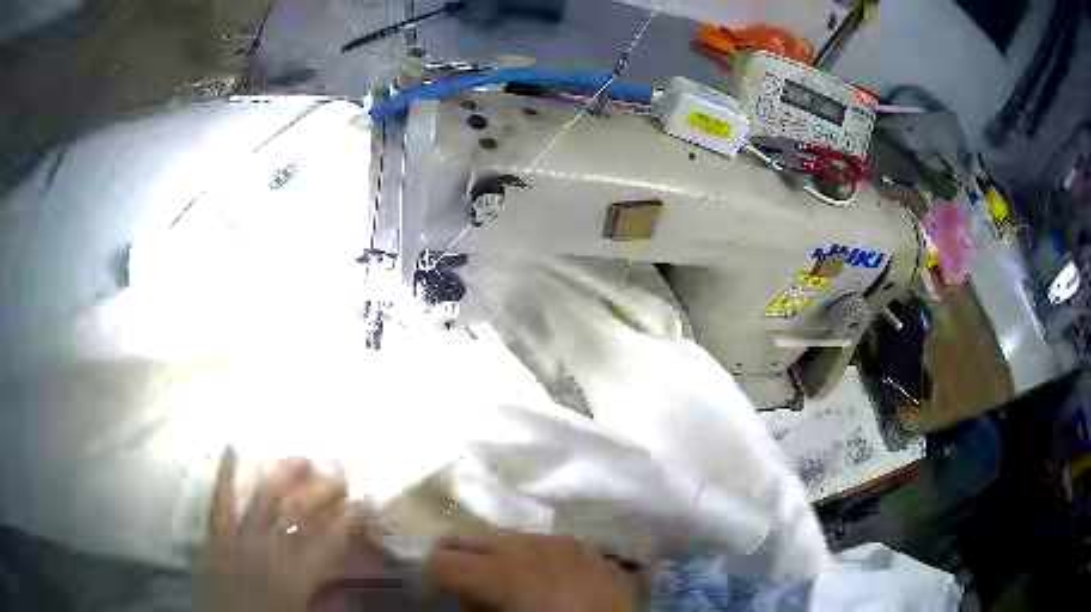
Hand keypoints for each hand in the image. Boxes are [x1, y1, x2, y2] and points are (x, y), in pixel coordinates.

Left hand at [195, 450, 351, 611]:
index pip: (330, 541)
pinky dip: (226, 474)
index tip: (362, 499)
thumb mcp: (304, 610)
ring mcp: (240, 537)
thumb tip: (344, 574)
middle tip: (341, 468)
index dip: (348, 519)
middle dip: (323, 489)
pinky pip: (221, 499)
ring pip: (264, 499)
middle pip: (299, 512)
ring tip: (301, 456)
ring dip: (284, 475)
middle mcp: (270, 549)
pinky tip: (232, 448)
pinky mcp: (216, 533)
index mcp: (297, 574)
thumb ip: (324, 592)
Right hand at [426, 532, 639, 611]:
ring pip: (506, 537)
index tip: (436, 593)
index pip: (442, 561)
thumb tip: (460, 598)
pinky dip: (531, 557)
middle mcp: (527, 545)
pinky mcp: (586, 547)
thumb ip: (475, 607)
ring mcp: (560, 541)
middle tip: (461, 584)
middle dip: (457, 557)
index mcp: (503, 571)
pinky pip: (544, 543)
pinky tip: (545, 580)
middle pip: (468, 537)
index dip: (432, 577)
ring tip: (506, 583)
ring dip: (495, 556)